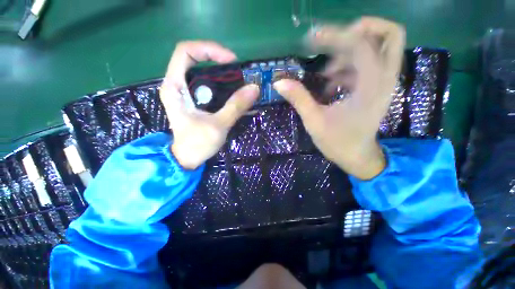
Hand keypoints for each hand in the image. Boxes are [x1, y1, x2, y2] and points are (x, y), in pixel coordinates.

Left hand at [160, 41, 258, 168]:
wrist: (187, 159)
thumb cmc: (196, 144)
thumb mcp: (218, 126)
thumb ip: (235, 106)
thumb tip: (254, 88)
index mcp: (175, 87)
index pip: (185, 51)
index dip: (209, 49)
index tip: (231, 61)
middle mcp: (177, 85)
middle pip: (195, 59)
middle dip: (218, 61)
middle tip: (238, 72)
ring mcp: (185, 92)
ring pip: (203, 72)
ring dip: (222, 74)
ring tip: (239, 83)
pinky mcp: (194, 100)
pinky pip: (208, 85)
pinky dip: (222, 85)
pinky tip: (233, 93)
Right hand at [274, 17, 405, 178]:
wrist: (357, 157)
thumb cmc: (337, 142)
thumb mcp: (314, 121)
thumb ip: (298, 99)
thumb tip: (279, 82)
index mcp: (371, 87)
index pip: (360, 44)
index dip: (334, 36)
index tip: (310, 39)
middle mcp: (384, 79)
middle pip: (390, 35)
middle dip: (361, 30)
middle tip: (333, 41)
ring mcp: (383, 82)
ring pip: (380, 47)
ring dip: (351, 51)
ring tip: (326, 73)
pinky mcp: (376, 88)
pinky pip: (369, 64)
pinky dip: (350, 65)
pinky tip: (331, 82)